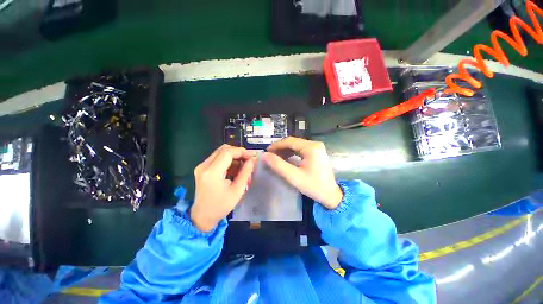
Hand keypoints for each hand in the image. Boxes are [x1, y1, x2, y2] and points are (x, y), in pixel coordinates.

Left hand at [191, 145, 255, 231]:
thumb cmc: (221, 206)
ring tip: (244, 164)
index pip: (227, 152)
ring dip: (234, 156)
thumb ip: (245, 172)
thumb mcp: (237, 190)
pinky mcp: (203, 168)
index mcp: (212, 173)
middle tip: (249, 159)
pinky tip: (235, 168)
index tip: (252, 155)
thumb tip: (252, 160)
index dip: (242, 151)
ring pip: (221, 152)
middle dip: (238, 152)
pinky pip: (218, 158)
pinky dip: (228, 160)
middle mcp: (204, 166)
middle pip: (223, 149)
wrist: (202, 216)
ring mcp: (202, 166)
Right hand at [262, 137, 342, 209]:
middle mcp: (315, 144)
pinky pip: (301, 149)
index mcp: (311, 147)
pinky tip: (286, 158)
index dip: (276, 145)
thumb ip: (278, 165)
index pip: (290, 141)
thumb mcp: (294, 177)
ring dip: (285, 150)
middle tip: (270, 155)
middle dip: (280, 148)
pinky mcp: (317, 152)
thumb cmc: (313, 186)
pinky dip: (292, 152)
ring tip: (276, 157)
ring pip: (296, 145)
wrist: (331, 195)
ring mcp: (317, 148)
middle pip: (293, 142)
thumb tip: (265, 155)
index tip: (266, 151)